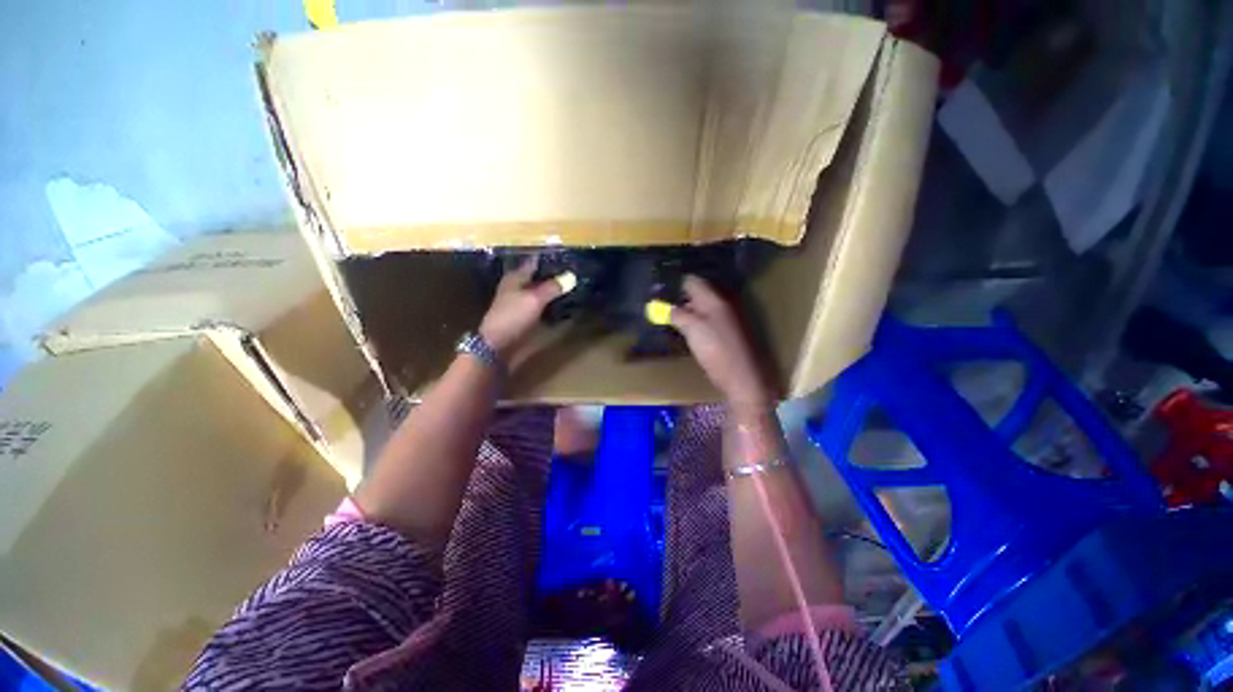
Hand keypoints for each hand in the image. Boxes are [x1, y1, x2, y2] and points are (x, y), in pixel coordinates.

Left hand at [478, 258, 568, 362]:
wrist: (498, 346)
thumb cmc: (513, 317)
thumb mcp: (534, 299)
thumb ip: (553, 287)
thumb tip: (571, 276)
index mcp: (516, 277)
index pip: (534, 261)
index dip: (550, 258)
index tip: (568, 255)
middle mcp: (518, 287)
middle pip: (539, 276)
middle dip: (555, 274)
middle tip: (576, 271)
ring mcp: (522, 302)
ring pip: (542, 291)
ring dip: (555, 289)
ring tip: (575, 285)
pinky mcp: (526, 316)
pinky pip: (543, 305)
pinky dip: (553, 303)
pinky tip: (566, 303)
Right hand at [664, 276, 772, 406]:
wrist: (742, 377)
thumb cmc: (716, 350)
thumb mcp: (692, 329)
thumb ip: (676, 314)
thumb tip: (662, 305)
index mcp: (714, 299)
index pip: (692, 281)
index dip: (675, 285)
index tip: (659, 292)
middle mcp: (722, 303)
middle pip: (697, 294)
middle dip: (680, 299)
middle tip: (661, 307)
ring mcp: (727, 318)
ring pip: (702, 308)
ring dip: (687, 312)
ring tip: (669, 319)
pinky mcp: (727, 333)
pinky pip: (707, 321)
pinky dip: (695, 323)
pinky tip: (685, 332)